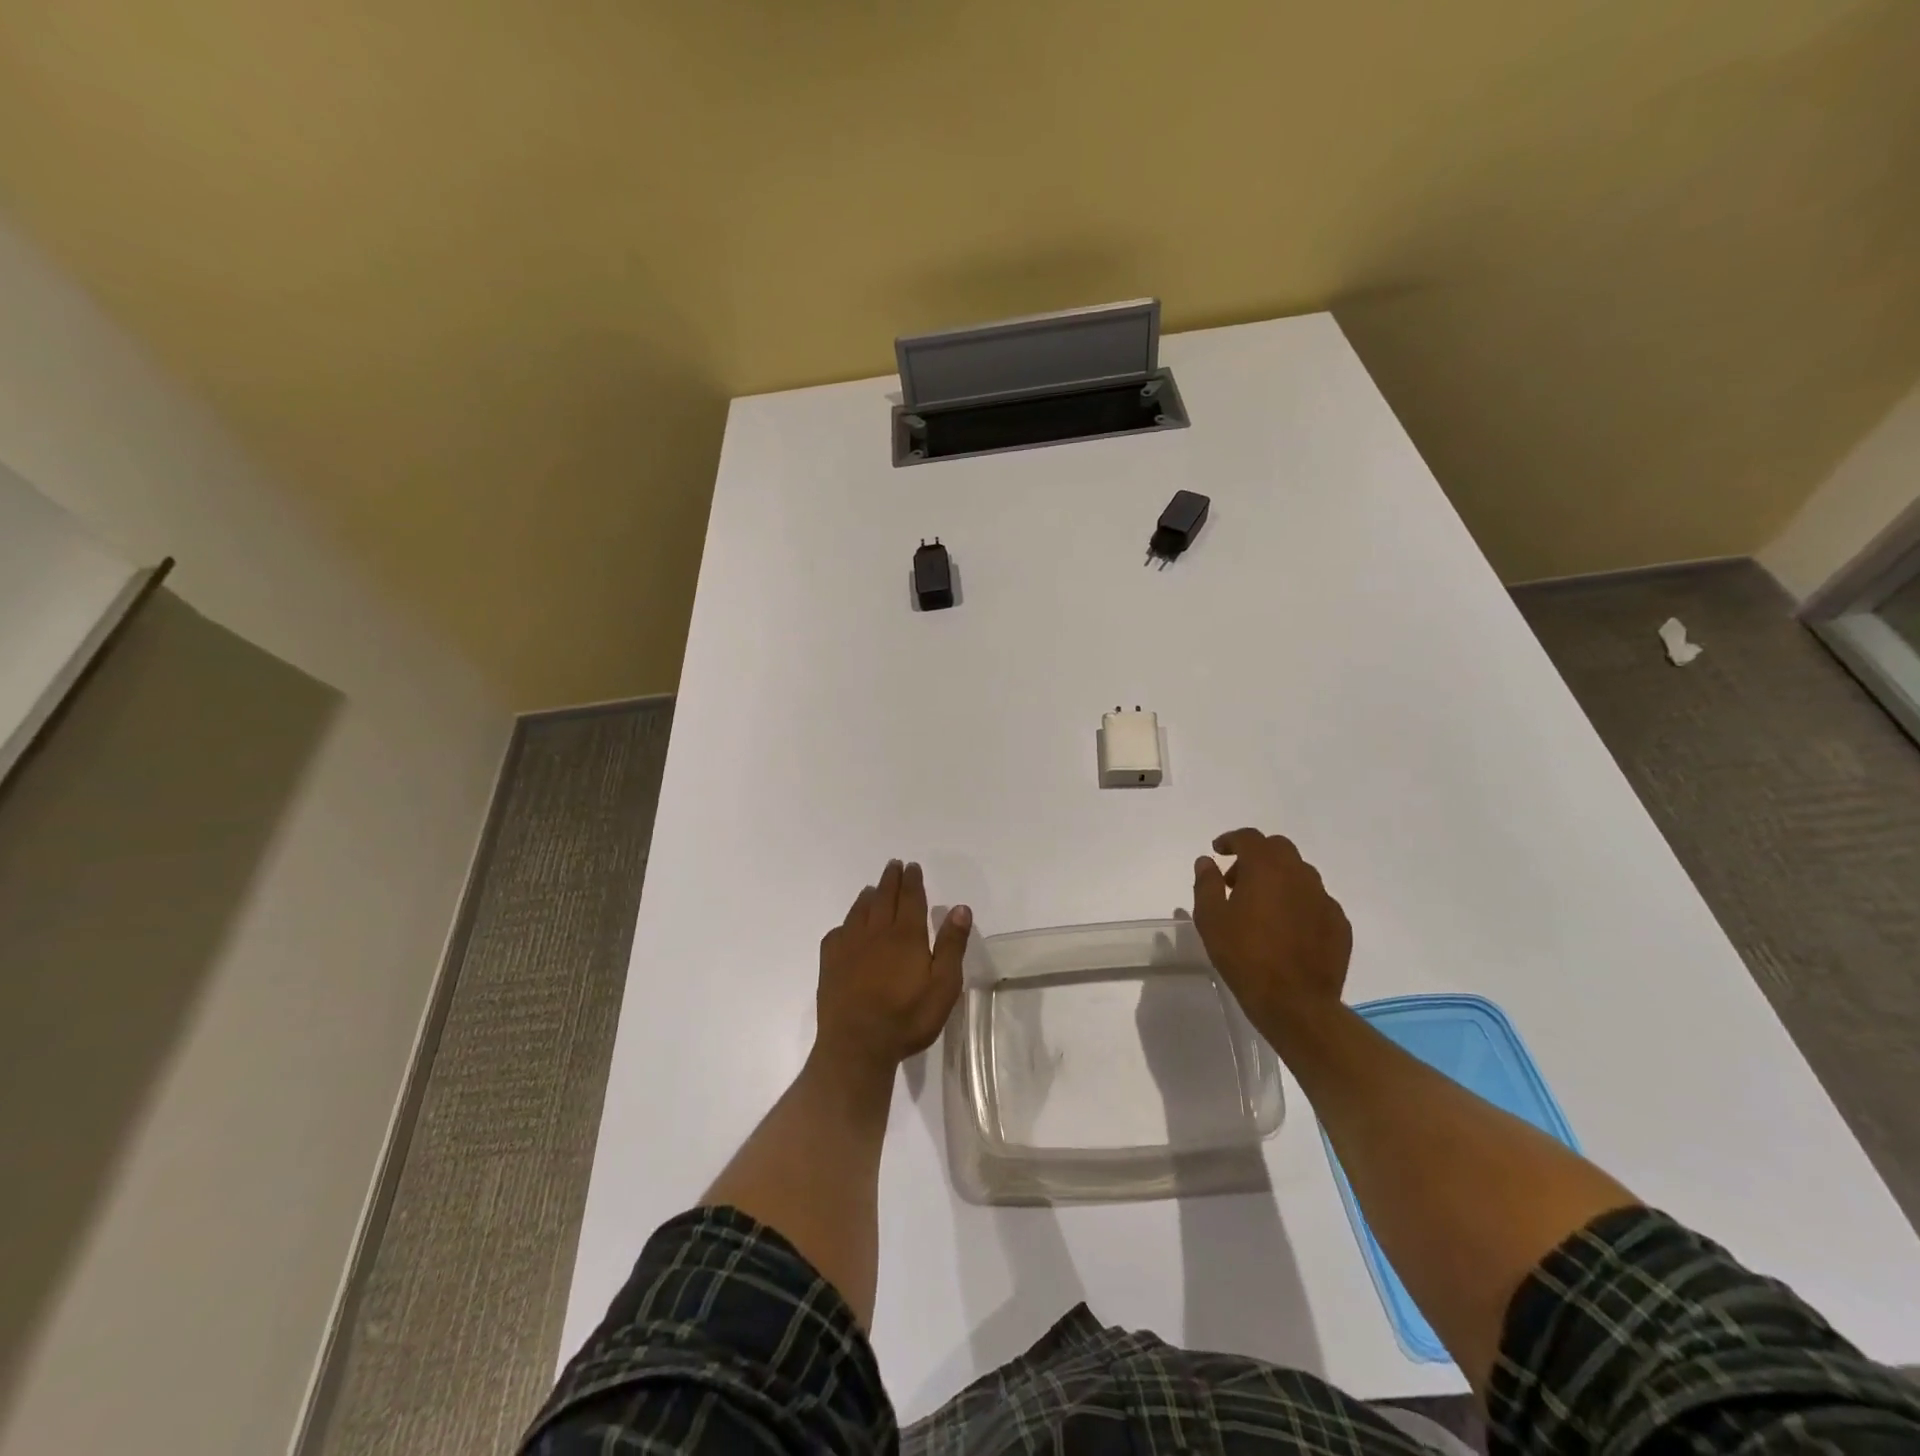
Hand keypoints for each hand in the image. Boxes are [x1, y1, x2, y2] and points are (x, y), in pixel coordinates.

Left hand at [814, 859, 970, 1084]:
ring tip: (872, 889)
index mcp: (906, 935)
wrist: (857, 1045)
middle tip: (894, 865)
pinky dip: (845, 924)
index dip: (912, 881)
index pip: (910, 898)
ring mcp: (849, 946)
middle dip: (890, 880)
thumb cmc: (907, 1017)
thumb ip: (951, 945)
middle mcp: (876, 932)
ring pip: (859, 912)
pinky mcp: (830, 963)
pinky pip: (838, 933)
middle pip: (884, 898)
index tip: (912, 867)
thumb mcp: (943, 986)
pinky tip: (847, 927)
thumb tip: (960, 908)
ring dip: (868, 896)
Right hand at [1192, 828, 1350, 1045]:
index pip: (1249, 838)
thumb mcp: (1211, 918)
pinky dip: (1297, 903)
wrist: (1295, 1002)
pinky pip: (1315, 901)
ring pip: (1300, 874)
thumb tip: (1207, 861)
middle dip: (1256, 856)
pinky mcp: (1339, 924)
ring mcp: (1324, 899)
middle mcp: (1300, 875)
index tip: (1218, 851)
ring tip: (1261, 906)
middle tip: (1236, 880)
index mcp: (1267, 868)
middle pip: (1278, 849)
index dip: (1231, 840)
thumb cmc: (1245, 955)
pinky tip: (1286, 928)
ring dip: (1278, 878)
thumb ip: (1207, 883)